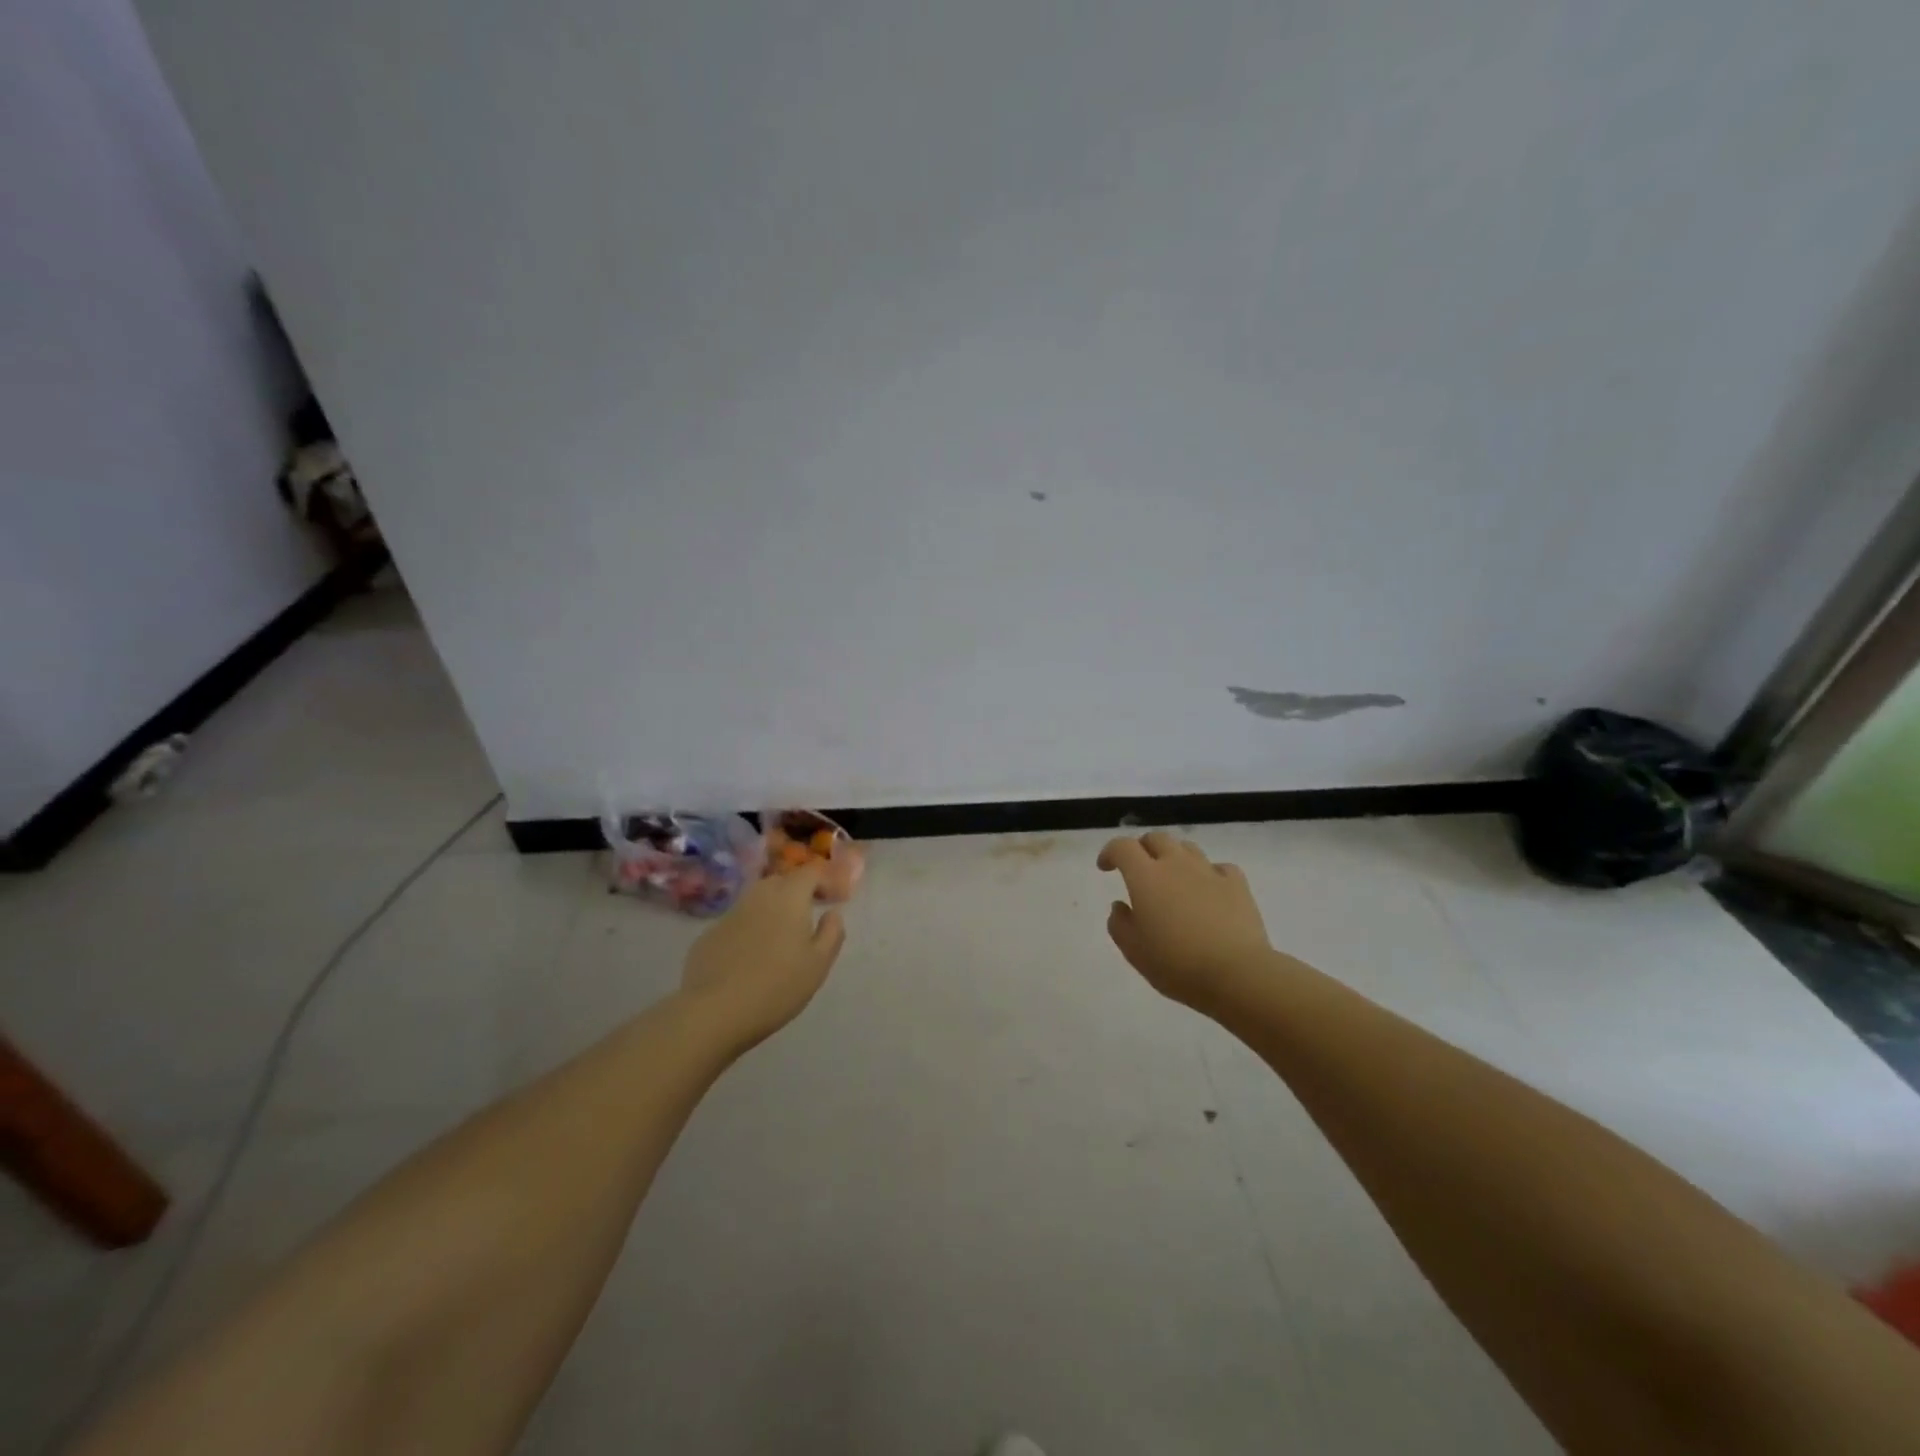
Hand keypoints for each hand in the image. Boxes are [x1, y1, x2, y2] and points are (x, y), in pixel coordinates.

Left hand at [679, 866, 846, 1052]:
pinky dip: (749, 928)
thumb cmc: (777, 986)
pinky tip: (750, 955)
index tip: (833, 899)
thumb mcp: (818, 964)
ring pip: (757, 900)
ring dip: (772, 909)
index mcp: (789, 897)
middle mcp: (759, 896)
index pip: (811, 872)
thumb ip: (832, 932)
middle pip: (782, 881)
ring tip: (780, 936)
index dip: (825, 880)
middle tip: (808, 915)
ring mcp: (730, 913)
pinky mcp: (709, 934)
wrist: (714, 1011)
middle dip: (797, 891)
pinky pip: (737, 921)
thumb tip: (832, 913)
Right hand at [1098, 832, 1274, 1012]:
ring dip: (1174, 857)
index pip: (1122, 847)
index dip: (1110, 852)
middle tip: (1139, 869)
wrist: (1237, 974)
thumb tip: (1120, 906)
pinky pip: (1219, 867)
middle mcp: (1176, 864)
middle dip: (1143, 848)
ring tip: (1173, 879)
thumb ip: (1120, 924)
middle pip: (1156, 838)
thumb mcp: (1134, 951)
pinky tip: (1208, 890)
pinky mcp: (1237, 884)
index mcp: (1146, 877)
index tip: (1105, 867)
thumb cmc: (1176, 964)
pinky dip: (1208, 873)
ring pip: (1187, 848)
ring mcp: (1209, 871)